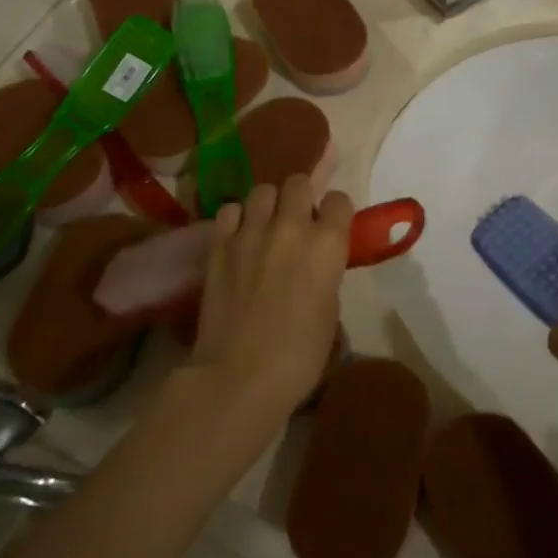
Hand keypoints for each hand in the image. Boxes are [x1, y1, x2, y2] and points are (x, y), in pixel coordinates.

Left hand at [191, 177, 352, 412]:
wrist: (239, 376)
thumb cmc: (299, 355)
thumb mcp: (331, 310)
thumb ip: (327, 273)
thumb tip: (316, 263)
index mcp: (328, 245)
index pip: (339, 200)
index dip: (336, 212)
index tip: (332, 226)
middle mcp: (291, 227)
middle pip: (298, 182)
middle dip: (302, 196)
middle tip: (298, 220)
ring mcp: (250, 232)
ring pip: (262, 190)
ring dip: (269, 204)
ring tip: (266, 226)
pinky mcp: (218, 245)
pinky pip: (230, 210)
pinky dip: (237, 219)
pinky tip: (239, 238)